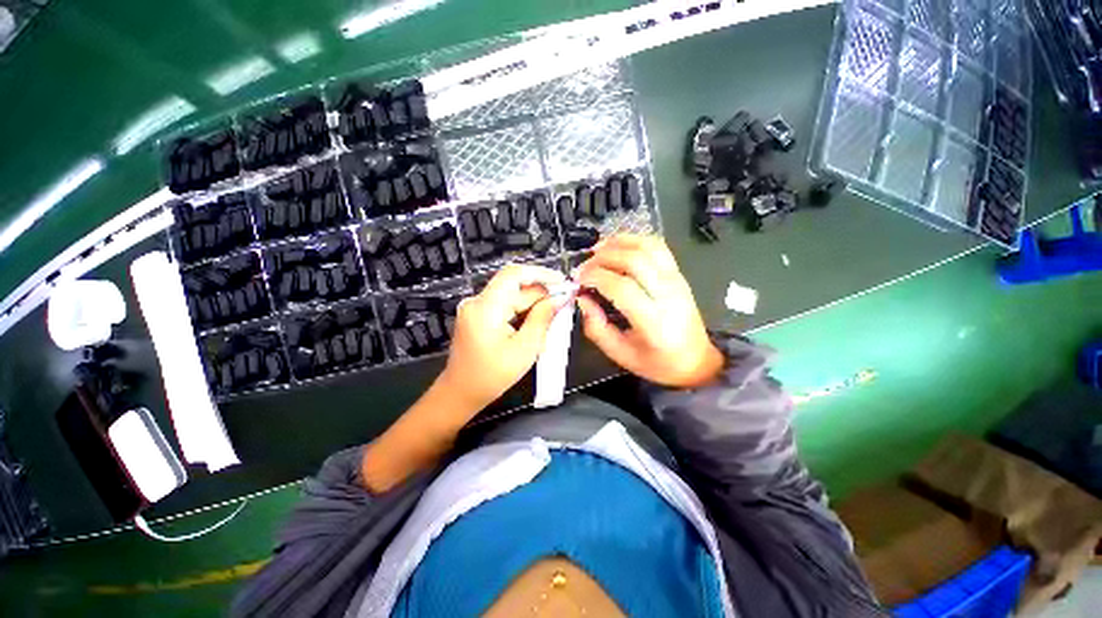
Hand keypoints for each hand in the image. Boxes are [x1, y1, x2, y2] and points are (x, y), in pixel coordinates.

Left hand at [438, 264, 569, 409]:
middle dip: (540, 293)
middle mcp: (477, 301)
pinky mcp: (477, 314)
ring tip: (552, 317)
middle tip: (563, 305)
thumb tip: (559, 298)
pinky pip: (504, 304)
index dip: (541, 273)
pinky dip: (521, 310)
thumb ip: (542, 318)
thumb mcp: (525, 349)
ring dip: (533, 303)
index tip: (562, 281)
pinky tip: (535, 322)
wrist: (461, 393)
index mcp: (486, 307)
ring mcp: (476, 307)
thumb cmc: (493, 376)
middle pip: (514, 286)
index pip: (514, 274)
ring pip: (511, 295)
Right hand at [576, 235, 722, 387]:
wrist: (696, 360)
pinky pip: (657, 247)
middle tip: (584, 267)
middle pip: (634, 261)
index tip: (578, 279)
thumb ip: (597, 328)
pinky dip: (635, 240)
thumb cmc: (657, 363)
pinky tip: (618, 247)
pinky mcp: (678, 274)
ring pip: (647, 247)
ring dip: (618, 243)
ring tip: (597, 251)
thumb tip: (582, 298)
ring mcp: (676, 280)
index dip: (596, 277)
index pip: (622, 287)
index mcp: (654, 322)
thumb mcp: (620, 354)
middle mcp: (668, 295)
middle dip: (602, 258)